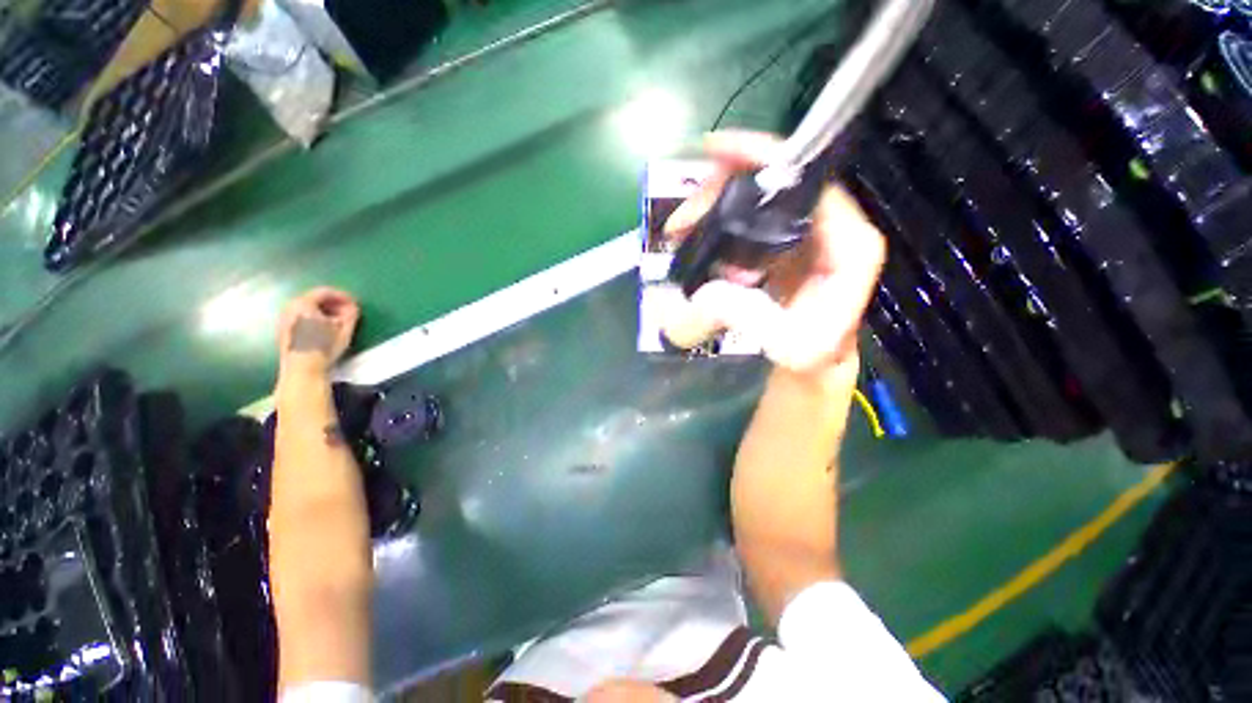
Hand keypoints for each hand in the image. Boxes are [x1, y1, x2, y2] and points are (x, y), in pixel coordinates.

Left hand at [276, 287, 360, 377]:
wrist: (302, 369)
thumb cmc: (324, 346)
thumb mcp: (344, 329)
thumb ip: (351, 314)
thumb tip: (353, 306)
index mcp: (303, 303)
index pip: (324, 292)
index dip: (342, 296)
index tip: (355, 303)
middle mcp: (289, 307)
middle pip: (313, 299)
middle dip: (332, 304)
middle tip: (347, 312)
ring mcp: (284, 319)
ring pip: (306, 309)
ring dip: (323, 312)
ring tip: (337, 322)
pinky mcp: (283, 331)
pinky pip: (300, 317)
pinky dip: (313, 318)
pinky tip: (324, 329)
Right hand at [663, 131, 885, 376]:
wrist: (809, 367)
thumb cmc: (807, 356)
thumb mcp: (787, 348)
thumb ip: (752, 319)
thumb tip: (707, 293)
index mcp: (847, 248)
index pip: (811, 184)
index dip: (768, 160)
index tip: (718, 153)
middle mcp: (830, 232)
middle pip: (780, 187)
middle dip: (727, 187)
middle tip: (683, 210)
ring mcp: (805, 238)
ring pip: (762, 202)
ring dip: (718, 205)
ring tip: (680, 226)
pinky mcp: (784, 249)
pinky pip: (752, 222)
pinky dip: (722, 223)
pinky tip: (696, 234)